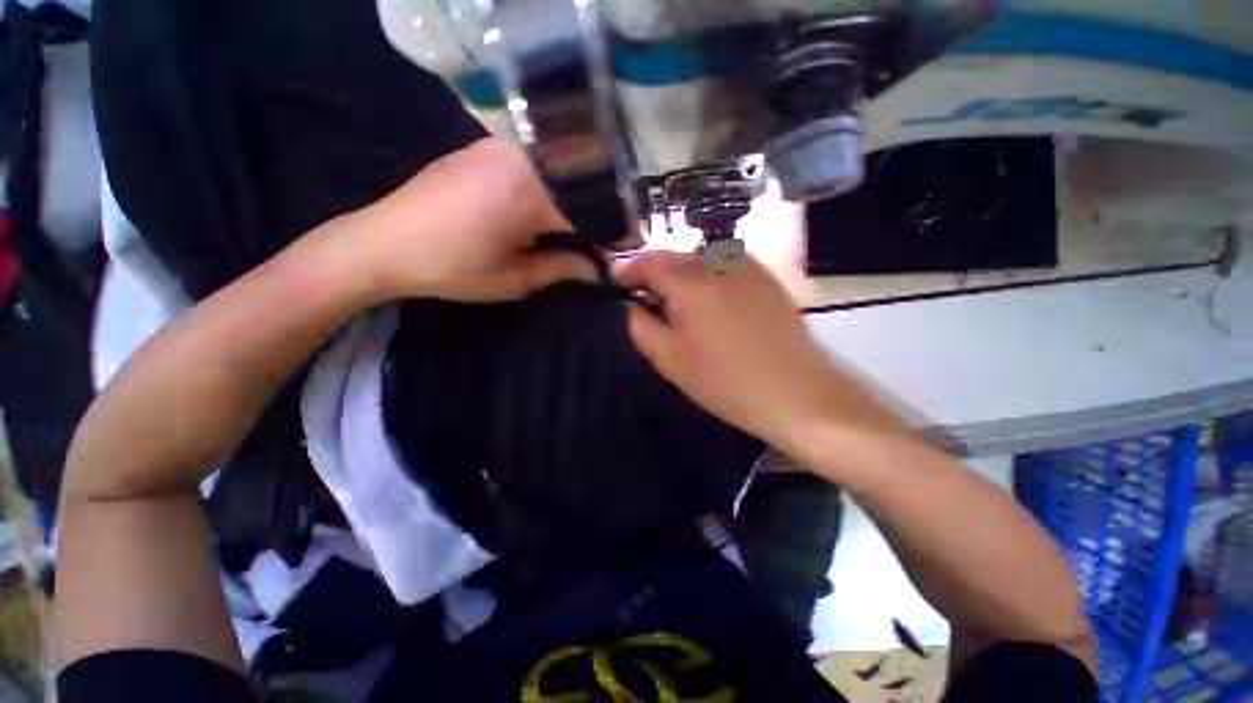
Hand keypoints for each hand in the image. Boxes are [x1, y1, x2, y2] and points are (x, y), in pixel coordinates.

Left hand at [345, 138, 594, 301]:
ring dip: (571, 204)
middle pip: (578, 187)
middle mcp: (522, 156)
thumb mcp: (516, 278)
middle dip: (594, 219)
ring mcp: (501, 146)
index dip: (610, 237)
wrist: (382, 243)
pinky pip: (533, 167)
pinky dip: (548, 191)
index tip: (618, 256)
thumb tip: (598, 268)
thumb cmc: (453, 267)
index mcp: (533, 189)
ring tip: (570, 235)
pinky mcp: (484, 148)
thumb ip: (563, 267)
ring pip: (557, 175)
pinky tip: (541, 215)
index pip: (591, 212)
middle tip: (595, 248)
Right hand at [614, 251, 900, 453]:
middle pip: (674, 257)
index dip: (627, 270)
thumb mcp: (669, 359)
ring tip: (675, 302)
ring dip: (679, 274)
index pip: (648, 261)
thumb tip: (629, 304)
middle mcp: (718, 262)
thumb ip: (640, 325)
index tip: (614, 283)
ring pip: (699, 260)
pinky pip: (724, 266)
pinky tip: (709, 302)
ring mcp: (747, 267)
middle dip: (652, 272)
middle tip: (643, 298)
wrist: (798, 394)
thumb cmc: (725, 382)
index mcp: (690, 281)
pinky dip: (706, 277)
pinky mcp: (766, 278)